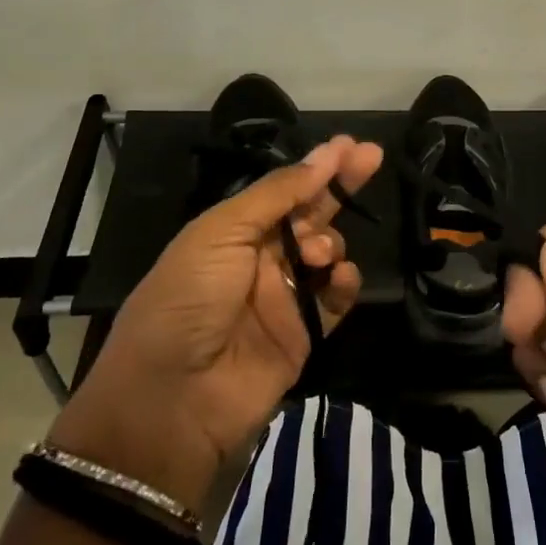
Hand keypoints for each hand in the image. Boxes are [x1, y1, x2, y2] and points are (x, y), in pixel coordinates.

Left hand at [49, 135, 382, 505]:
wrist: (173, 399)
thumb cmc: (188, 299)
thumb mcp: (221, 232)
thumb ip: (277, 194)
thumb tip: (324, 158)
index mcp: (233, 230)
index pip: (285, 189)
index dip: (318, 166)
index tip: (351, 144)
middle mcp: (260, 258)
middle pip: (311, 213)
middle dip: (340, 186)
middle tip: (372, 158)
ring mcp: (285, 296)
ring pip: (328, 252)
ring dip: (330, 241)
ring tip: (318, 253)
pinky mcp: (305, 333)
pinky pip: (337, 298)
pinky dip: (345, 283)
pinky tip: (339, 277)